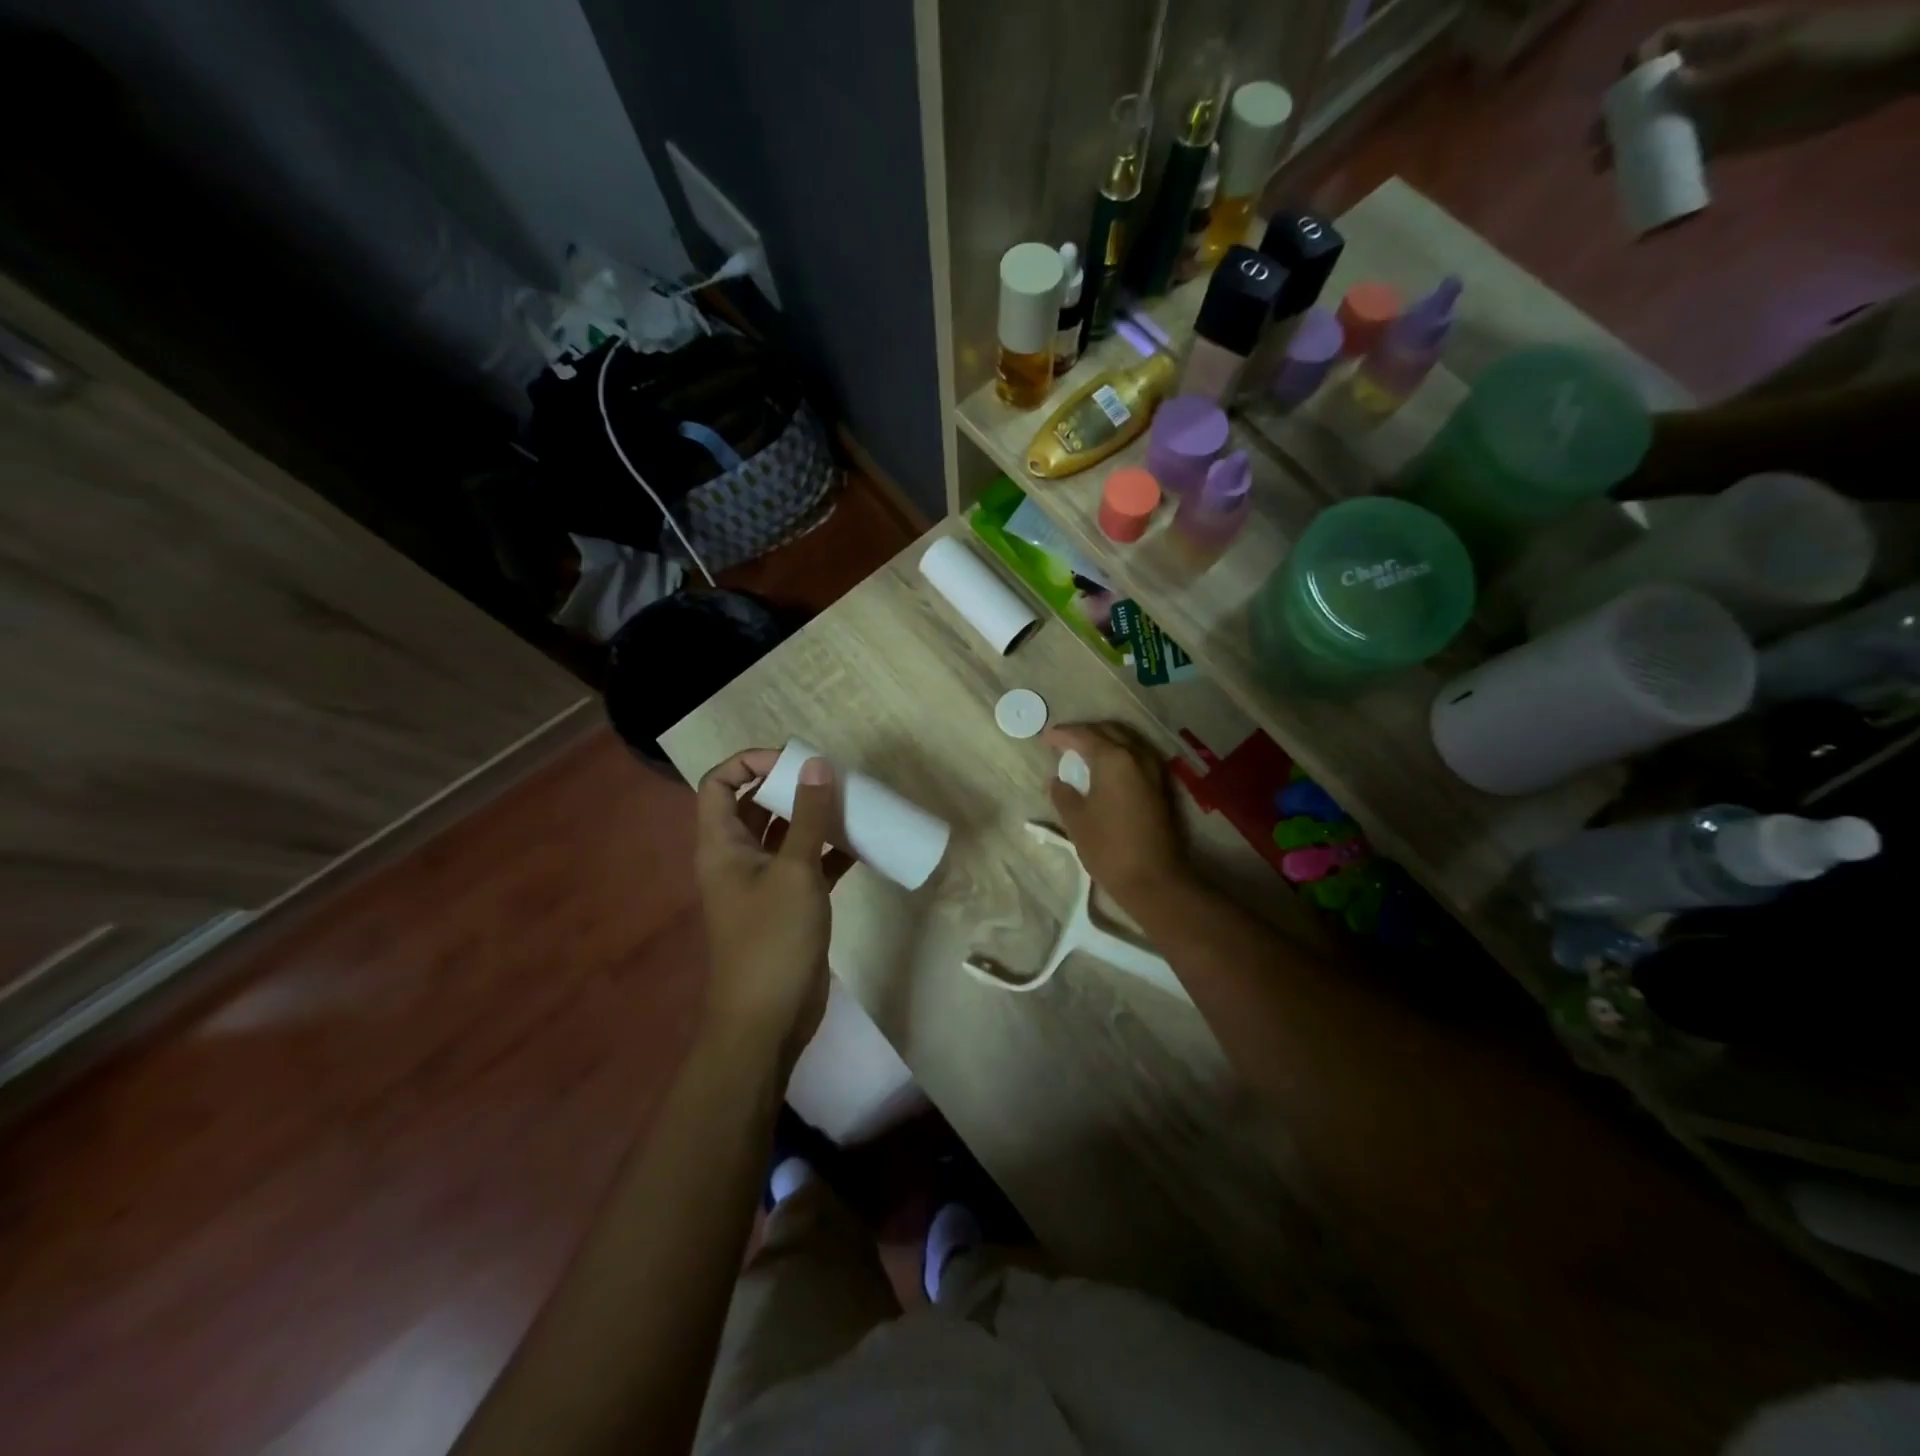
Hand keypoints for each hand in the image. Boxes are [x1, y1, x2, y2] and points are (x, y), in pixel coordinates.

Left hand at [694, 749, 851, 1069]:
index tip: (793, 761)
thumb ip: (808, 816)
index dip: (750, 763)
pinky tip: (862, 844)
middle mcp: (738, 858)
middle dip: (789, 787)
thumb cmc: (772, 939)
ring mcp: (763, 884)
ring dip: (813, 817)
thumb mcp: (794, 871)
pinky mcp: (789, 906)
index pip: (720, 784)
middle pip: (755, 806)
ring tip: (849, 802)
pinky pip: (807, 865)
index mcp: (722, 845)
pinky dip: (830, 851)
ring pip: (785, 835)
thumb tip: (817, 764)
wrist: (768, 1020)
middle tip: (829, 777)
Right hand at [1043, 723, 1190, 913]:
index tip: (1046, 739)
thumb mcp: (1076, 820)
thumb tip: (1057, 781)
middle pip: (1109, 731)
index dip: (1062, 735)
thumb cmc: (1108, 847)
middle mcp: (1137, 756)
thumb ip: (1063, 794)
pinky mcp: (1161, 787)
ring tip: (1084, 752)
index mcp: (1113, 759)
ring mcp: (1154, 771)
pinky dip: (1119, 755)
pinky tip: (1106, 768)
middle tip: (1064, 741)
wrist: (1153, 879)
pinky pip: (1137, 757)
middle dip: (1085, 732)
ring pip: (1127, 741)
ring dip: (1105, 740)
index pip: (1084, 736)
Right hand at [1598, 4, 1919, 159]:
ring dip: (1631, 151)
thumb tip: (1664, 89)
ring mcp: (1716, 109)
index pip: (1667, 44)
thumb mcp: (1773, 60)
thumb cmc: (1832, 52)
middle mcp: (1710, 77)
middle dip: (1620, 119)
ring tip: (1610, 174)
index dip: (1638, 65)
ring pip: (1660, 129)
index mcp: (1722, 44)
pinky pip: (1682, 158)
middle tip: (1598, 149)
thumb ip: (1718, 77)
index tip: (1622, 95)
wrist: (1880, 73)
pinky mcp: (1725, 140)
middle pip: (1652, 94)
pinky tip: (1640, 189)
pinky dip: (1659, 175)